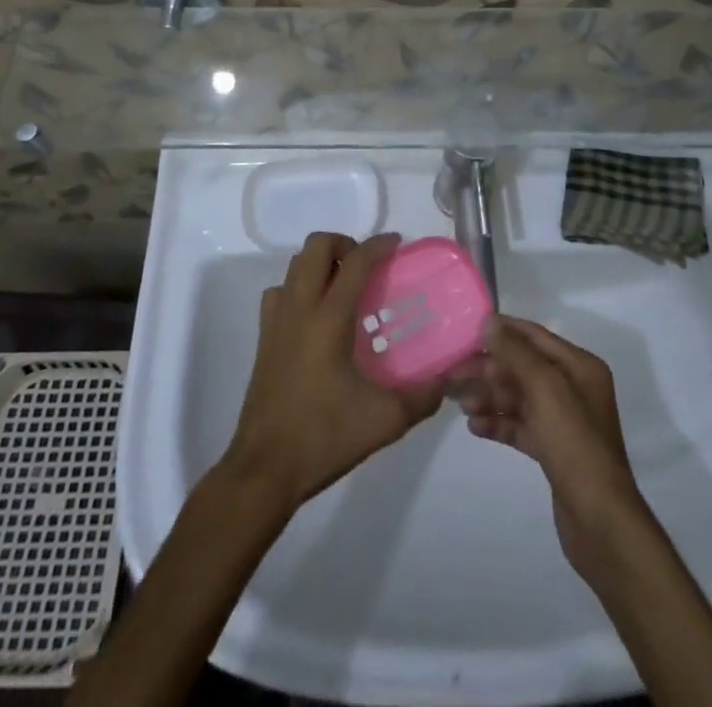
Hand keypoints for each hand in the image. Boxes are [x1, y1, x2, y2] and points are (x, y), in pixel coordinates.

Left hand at [224, 232, 444, 508]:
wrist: (264, 469)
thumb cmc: (324, 437)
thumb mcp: (384, 420)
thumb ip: (422, 397)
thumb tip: (447, 380)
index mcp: (328, 318)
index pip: (355, 262)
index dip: (378, 245)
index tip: (397, 243)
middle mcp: (299, 308)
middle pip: (316, 247)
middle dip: (344, 244)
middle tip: (367, 267)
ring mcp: (276, 321)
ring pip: (294, 265)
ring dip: (320, 263)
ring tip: (344, 287)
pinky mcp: (263, 339)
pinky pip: (280, 292)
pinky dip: (298, 287)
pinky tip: (315, 315)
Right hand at [454, 316, 648, 576]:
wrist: (599, 519)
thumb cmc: (574, 442)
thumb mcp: (545, 388)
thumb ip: (516, 352)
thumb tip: (489, 322)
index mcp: (580, 366)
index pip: (535, 336)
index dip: (503, 330)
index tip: (468, 329)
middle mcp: (573, 388)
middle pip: (523, 368)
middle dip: (489, 369)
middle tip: (453, 373)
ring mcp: (563, 420)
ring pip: (519, 398)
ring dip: (490, 396)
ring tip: (460, 403)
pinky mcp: (553, 450)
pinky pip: (520, 425)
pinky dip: (498, 422)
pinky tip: (473, 426)